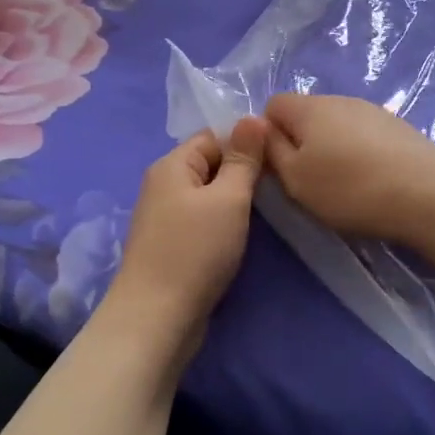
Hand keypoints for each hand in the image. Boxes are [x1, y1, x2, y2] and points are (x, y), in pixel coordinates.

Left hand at [103, 116, 268, 356]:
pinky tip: (238, 237)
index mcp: (172, 164)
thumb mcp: (228, 199)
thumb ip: (243, 159)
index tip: (276, 162)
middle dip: (241, 174)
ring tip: (262, 213)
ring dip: (233, 202)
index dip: (245, 144)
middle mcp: (163, 184)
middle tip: (276, 189)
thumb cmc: (196, 251)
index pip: (213, 136)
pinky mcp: (170, 244)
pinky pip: (200, 220)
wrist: (157, 317)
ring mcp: (164, 216)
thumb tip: (253, 118)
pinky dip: (221, 224)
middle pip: (209, 164)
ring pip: (207, 195)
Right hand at [264, 93, 434, 245]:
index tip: (278, 167)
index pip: (273, 105)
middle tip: (309, 182)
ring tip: (344, 186)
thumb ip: (271, 151)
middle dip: (301, 143)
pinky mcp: (399, 128)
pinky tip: (373, 181)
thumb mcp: (295, 179)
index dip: (267, 135)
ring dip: (332, 149)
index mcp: (309, 107)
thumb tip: (261, 128)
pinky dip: (360, 155)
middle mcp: (340, 99)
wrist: (428, 193)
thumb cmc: (350, 188)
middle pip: (307, 115)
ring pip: (337, 126)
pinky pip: (364, 136)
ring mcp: (373, 111)